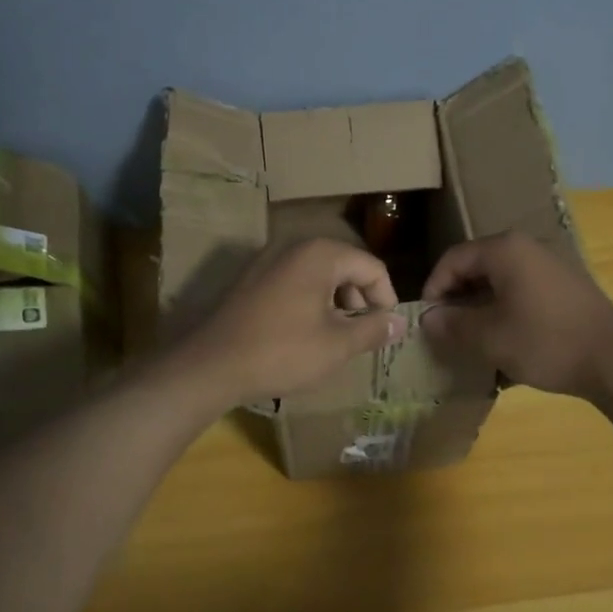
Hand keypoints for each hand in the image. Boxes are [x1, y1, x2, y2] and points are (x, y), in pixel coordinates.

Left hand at [179, 238, 406, 406]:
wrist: (211, 365)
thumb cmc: (282, 351)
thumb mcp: (336, 345)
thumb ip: (373, 330)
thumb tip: (401, 323)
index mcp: (320, 254)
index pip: (371, 267)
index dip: (386, 298)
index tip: (384, 329)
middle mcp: (294, 246)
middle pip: (345, 265)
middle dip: (359, 299)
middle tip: (360, 333)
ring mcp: (268, 260)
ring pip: (318, 274)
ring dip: (335, 301)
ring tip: (334, 336)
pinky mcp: (251, 278)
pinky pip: (294, 281)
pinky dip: (309, 301)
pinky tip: (304, 333)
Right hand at [421, 232, 612, 397]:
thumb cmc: (545, 342)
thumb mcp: (490, 338)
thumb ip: (453, 325)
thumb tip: (428, 319)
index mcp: (505, 250)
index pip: (453, 259)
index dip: (434, 288)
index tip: (427, 320)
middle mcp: (527, 248)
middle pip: (477, 267)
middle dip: (457, 298)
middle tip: (446, 330)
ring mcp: (550, 265)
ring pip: (500, 281)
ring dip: (481, 307)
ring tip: (472, 339)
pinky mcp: (565, 286)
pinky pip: (523, 291)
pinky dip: (506, 311)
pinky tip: (506, 341)